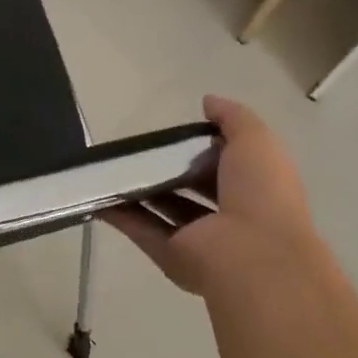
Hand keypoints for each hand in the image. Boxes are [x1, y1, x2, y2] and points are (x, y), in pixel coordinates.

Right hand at [105, 96, 314, 298]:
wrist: (254, 256)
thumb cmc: (261, 193)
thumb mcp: (256, 141)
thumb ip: (233, 118)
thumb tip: (208, 101)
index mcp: (253, 189)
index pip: (224, 165)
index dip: (202, 148)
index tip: (176, 133)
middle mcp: (226, 216)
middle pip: (189, 189)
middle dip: (166, 170)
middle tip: (136, 149)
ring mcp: (197, 239)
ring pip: (162, 210)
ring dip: (138, 191)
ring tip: (109, 166)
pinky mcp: (170, 255)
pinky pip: (140, 230)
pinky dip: (119, 214)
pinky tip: (97, 193)